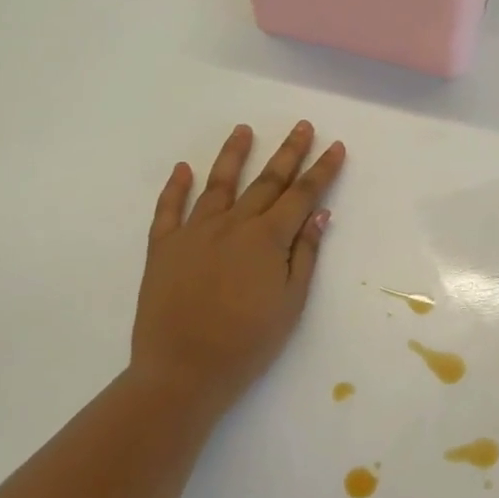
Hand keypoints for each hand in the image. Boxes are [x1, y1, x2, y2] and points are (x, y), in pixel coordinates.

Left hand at [129, 121, 345, 420]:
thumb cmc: (248, 342)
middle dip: (288, 152)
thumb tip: (319, 214)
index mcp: (267, 238)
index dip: (321, 170)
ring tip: (243, 130)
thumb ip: (304, 254)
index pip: (302, 195)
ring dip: (233, 155)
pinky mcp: (163, 248)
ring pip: (218, 184)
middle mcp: (233, 225)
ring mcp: (194, 232)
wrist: (183, 371)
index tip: (335, 147)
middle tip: (302, 126)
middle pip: (266, 181)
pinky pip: (168, 210)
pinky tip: (183, 168)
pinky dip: (175, 187)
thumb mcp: (291, 303)